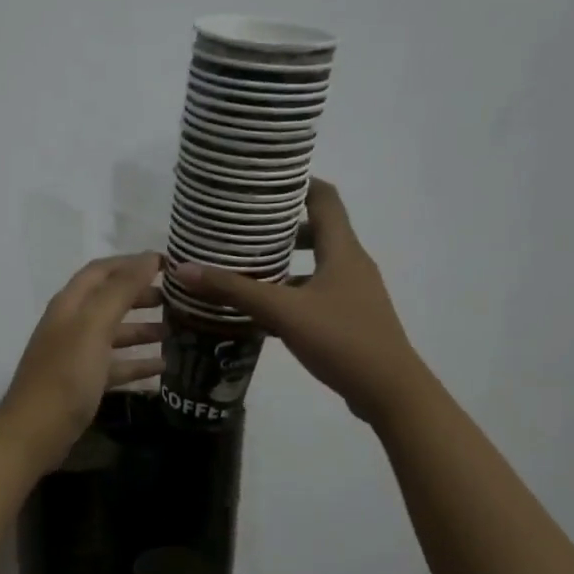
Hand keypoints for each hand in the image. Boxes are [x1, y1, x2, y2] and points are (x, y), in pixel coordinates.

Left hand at [0, 252, 165, 469]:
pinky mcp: (84, 383)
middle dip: (142, 295)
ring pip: (115, 333)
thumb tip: (148, 258)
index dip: (133, 263)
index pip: (103, 270)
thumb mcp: (94, 327)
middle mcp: (72, 324)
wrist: (35, 433)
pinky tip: (164, 366)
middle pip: (110, 300)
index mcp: (70, 304)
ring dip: (144, 328)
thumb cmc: (65, 376)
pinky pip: (115, 365)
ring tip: (178, 329)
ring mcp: (77, 355)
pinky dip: (138, 363)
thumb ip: (120, 291)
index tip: (170, 264)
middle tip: (179, 298)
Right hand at [170, 180, 413, 425]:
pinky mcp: (351, 319)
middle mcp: (352, 264)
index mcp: (343, 250)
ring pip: (315, 266)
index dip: (297, 183)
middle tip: (243, 229)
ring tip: (246, 268)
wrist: (389, 391)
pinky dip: (292, 293)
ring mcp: (354, 293)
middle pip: (318, 231)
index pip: (324, 198)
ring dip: (284, 264)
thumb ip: (235, 291)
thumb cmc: (341, 339)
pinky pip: (316, 294)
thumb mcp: (283, 312)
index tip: (262, 183)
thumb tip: (184, 269)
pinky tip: (265, 311)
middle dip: (281, 228)